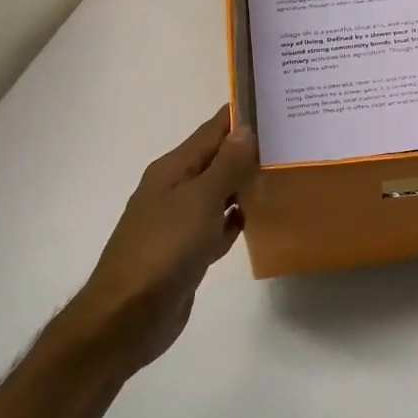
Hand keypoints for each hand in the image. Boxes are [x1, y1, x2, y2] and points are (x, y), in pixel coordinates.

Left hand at [71, 106, 257, 376]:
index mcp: (172, 170)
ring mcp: (179, 222)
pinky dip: (235, 218)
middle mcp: (174, 190)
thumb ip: (225, 166)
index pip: (210, 132)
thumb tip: (246, 129)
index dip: (238, 116)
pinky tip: (256, 217)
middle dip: (247, 149)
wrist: (128, 317)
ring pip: (219, 193)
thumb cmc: (164, 250)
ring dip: (244, 183)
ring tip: (282, 171)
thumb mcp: (199, 201)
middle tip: (289, 137)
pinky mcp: (187, 251)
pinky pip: (217, 224)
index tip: (271, 100)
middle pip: (215, 160)